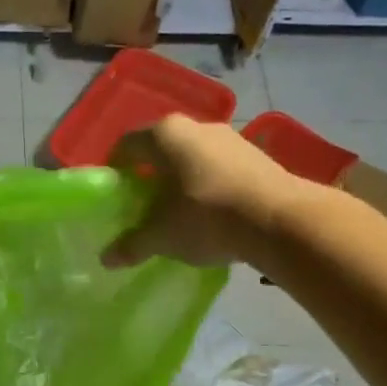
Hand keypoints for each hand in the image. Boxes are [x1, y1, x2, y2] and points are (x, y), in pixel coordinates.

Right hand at [103, 115, 310, 268]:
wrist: (279, 220)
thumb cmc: (206, 217)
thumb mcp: (162, 236)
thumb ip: (132, 244)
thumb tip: (106, 259)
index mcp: (164, 135)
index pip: (126, 146)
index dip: (115, 171)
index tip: (115, 196)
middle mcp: (195, 126)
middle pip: (160, 150)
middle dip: (149, 177)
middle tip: (143, 207)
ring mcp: (229, 137)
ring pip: (191, 158)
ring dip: (180, 181)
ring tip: (178, 213)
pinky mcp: (255, 154)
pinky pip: (218, 168)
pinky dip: (207, 186)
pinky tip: (211, 214)